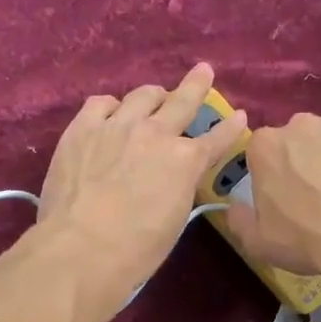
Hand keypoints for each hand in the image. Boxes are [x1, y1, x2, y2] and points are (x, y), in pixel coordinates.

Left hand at [31, 63, 244, 320]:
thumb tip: (175, 178)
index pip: (216, 139)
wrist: (80, 249)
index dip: (230, 128)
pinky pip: (101, 103)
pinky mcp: (82, 128)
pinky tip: (111, 112)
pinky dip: (112, 106)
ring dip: (153, 96)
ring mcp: (117, 126)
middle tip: (203, 71)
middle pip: (181, 101)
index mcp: (185, 161)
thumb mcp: (175, 220)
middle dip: (196, 85)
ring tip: (154, 96)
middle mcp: (155, 134)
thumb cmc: (135, 250)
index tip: (240, 116)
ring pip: (142, 95)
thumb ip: (179, 188)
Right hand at [225, 113, 320, 305]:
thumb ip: (238, 219)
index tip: (278, 196)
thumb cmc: (306, 239)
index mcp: (265, 146)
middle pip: (293, 141)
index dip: (267, 174)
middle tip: (310, 196)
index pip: (258, 151)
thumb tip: (235, 206)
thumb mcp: (257, 242)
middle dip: (297, 161)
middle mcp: (299, 125)